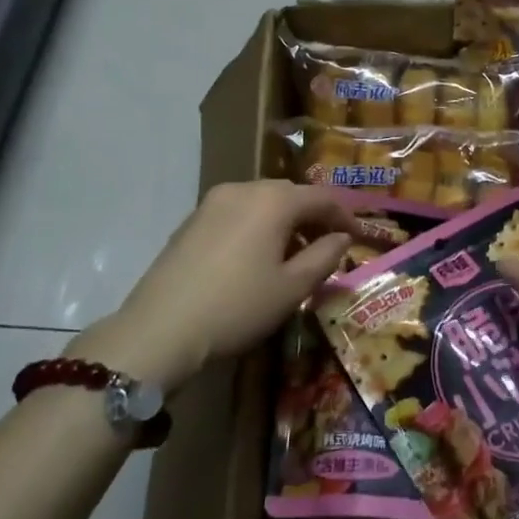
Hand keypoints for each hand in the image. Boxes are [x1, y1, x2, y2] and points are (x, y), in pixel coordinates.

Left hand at [66, 181, 356, 389]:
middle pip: (290, 194)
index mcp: (273, 200)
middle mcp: (243, 189)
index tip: (357, 236)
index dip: (344, 215)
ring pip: (262, 202)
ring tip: (294, 254)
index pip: (321, 197)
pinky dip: (257, 226)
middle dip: (313, 216)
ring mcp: (212, 203)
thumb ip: (324, 257)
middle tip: (328, 245)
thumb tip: (341, 238)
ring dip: (284, 221)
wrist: (161, 329)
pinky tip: (257, 257)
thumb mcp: (292, 288)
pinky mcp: (191, 221)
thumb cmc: (238, 307)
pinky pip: (237, 213)